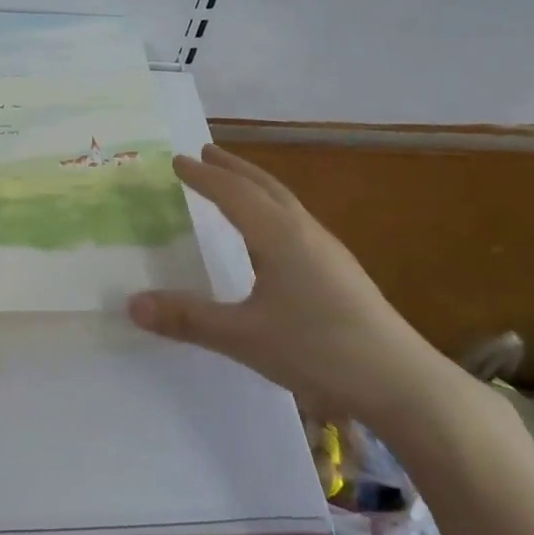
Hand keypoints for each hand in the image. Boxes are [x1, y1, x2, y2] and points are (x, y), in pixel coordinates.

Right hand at [127, 145, 455, 426]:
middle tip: (205, 153)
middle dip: (233, 168)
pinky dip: (272, 209)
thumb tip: (132, 303)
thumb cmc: (318, 350)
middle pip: (264, 186)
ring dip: (255, 186)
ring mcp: (328, 250)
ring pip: (285, 202)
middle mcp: (304, 232)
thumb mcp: (244, 337)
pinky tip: (271, 236)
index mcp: (279, 236)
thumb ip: (188, 319)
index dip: (202, 177)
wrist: (401, 381)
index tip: (176, 161)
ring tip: (234, 185)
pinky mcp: (341, 271)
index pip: (232, 194)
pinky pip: (296, 222)